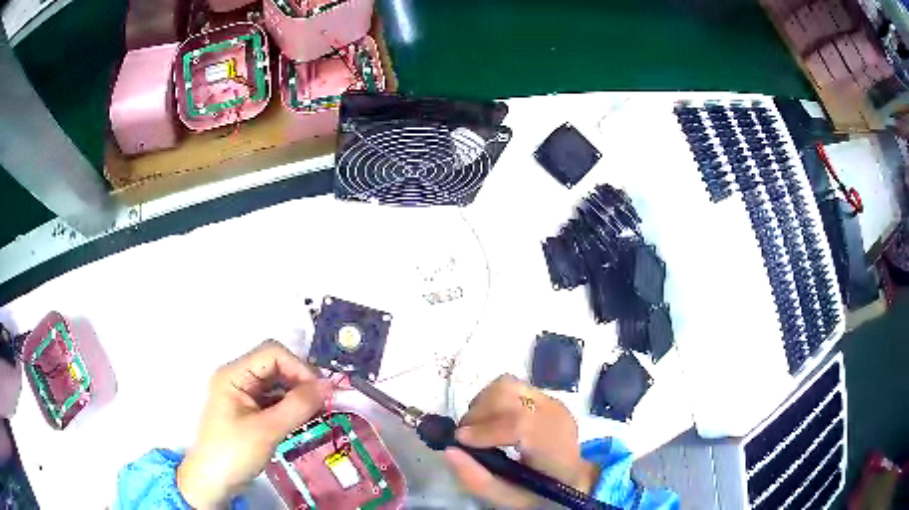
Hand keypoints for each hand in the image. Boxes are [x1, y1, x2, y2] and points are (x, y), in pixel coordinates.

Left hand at [177, 341, 331, 508]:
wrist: (213, 482)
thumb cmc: (234, 453)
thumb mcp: (267, 430)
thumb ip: (297, 406)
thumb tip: (329, 386)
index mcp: (234, 374)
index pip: (273, 354)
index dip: (299, 368)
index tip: (321, 392)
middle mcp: (238, 378)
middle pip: (276, 366)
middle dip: (300, 382)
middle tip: (323, 404)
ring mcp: (243, 395)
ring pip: (277, 384)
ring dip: (297, 396)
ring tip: (317, 414)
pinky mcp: (249, 412)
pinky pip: (274, 400)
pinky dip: (290, 407)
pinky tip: (303, 421)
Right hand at [445, 375, 598, 507]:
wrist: (572, 481)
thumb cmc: (541, 494)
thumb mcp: (508, 499)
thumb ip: (477, 479)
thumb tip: (449, 451)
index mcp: (555, 447)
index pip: (522, 423)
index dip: (486, 429)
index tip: (460, 441)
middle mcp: (556, 416)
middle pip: (510, 395)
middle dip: (478, 415)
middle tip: (466, 439)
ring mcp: (552, 402)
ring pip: (507, 385)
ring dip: (483, 404)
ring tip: (478, 430)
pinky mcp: (544, 397)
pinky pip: (511, 387)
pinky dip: (491, 400)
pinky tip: (492, 422)